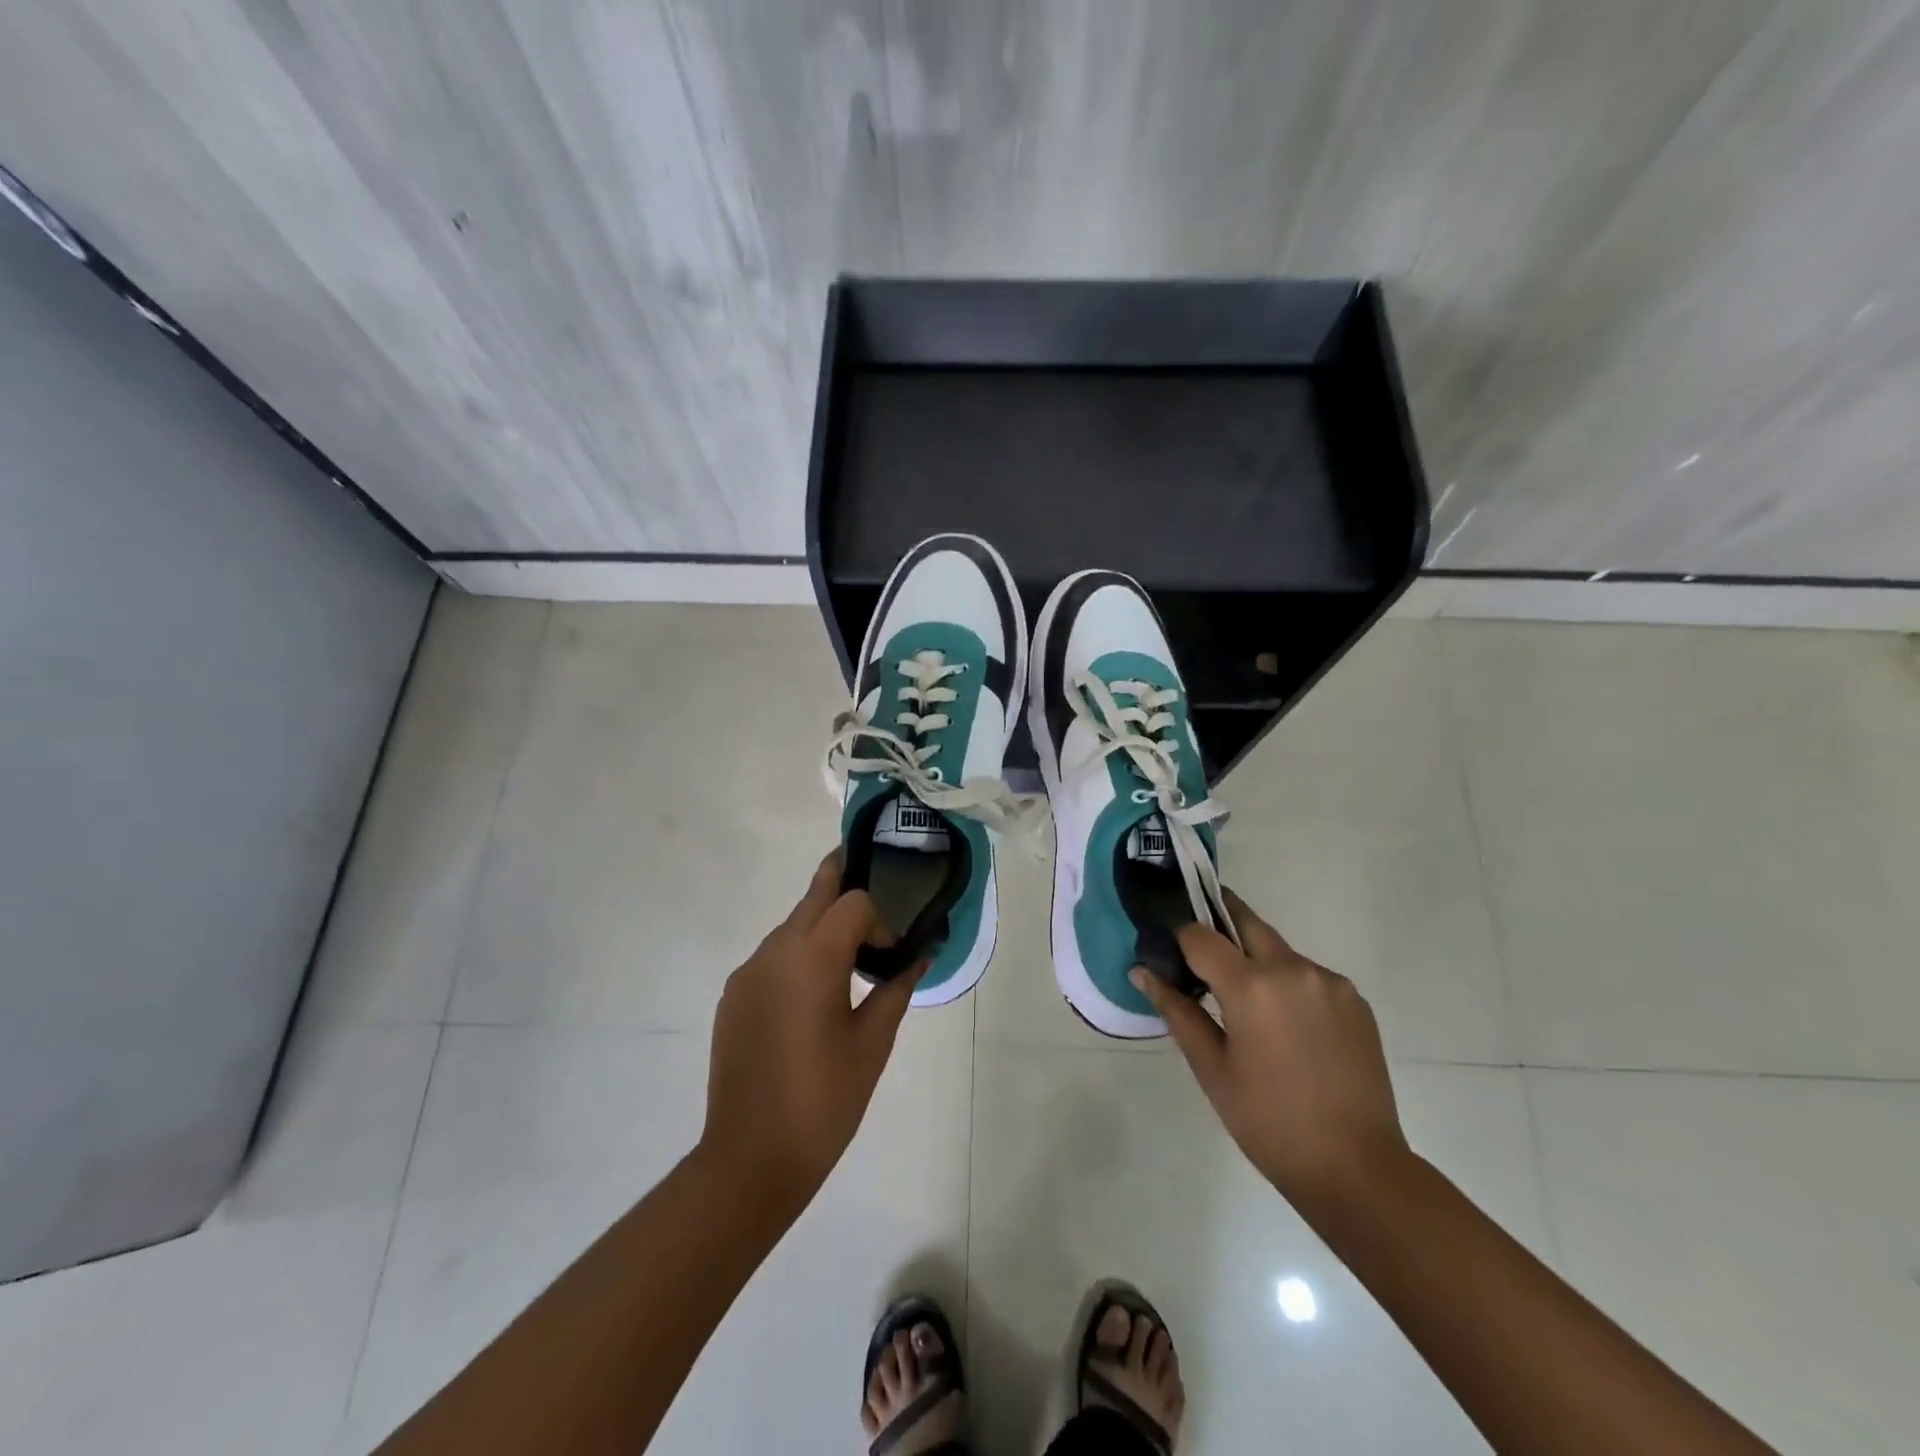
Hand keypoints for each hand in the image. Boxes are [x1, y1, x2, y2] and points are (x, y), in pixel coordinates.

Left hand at [700, 852, 922, 1212]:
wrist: (750, 1158)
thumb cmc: (825, 1099)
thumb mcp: (873, 1042)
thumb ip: (897, 988)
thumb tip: (919, 955)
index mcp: (813, 957)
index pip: (851, 902)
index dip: (879, 919)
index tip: (892, 954)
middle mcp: (774, 952)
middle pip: (814, 896)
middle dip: (841, 883)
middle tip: (870, 878)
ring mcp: (748, 973)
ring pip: (790, 926)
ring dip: (820, 926)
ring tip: (847, 958)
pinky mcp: (733, 997)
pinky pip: (772, 958)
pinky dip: (797, 957)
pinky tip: (811, 996)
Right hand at [1132, 892, 1409, 1214]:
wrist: (1356, 1168)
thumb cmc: (1268, 1122)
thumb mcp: (1211, 1068)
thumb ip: (1176, 1011)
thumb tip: (1142, 972)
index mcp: (1251, 986)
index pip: (1200, 935)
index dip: (1179, 938)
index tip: (1169, 954)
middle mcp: (1293, 969)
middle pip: (1245, 921)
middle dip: (1218, 925)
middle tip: (1200, 953)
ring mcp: (1329, 982)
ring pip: (1278, 948)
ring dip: (1255, 959)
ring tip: (1246, 1004)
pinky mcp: (1355, 1000)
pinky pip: (1308, 974)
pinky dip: (1288, 983)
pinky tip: (1285, 1025)